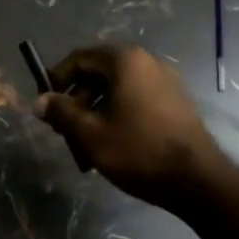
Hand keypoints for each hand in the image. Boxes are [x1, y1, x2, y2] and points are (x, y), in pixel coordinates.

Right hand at [35, 45, 226, 208]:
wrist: (198, 180)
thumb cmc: (139, 151)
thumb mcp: (91, 134)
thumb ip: (62, 112)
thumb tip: (40, 101)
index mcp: (125, 61)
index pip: (80, 58)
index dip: (57, 79)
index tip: (46, 105)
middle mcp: (147, 62)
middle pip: (99, 72)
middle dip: (77, 99)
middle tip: (64, 129)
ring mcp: (165, 81)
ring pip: (117, 89)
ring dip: (95, 110)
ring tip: (86, 143)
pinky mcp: (176, 102)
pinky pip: (136, 99)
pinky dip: (118, 114)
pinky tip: (113, 144)